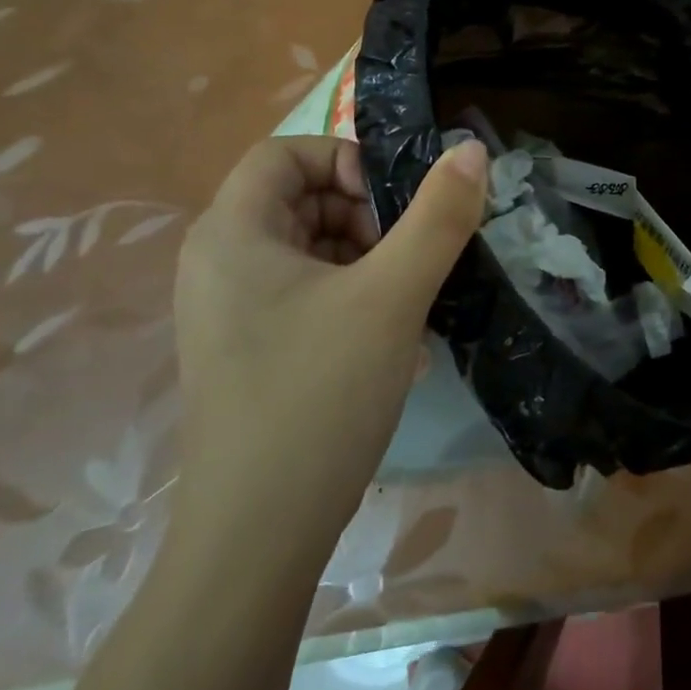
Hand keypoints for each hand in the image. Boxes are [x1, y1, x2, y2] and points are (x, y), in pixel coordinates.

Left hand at [169, 135, 487, 572]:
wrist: (257, 540)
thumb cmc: (319, 396)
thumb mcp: (393, 295)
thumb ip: (438, 216)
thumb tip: (472, 149)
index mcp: (231, 234)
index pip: (284, 153)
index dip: (344, 160)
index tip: (394, 203)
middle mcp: (218, 264)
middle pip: (299, 199)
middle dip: (364, 213)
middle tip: (408, 254)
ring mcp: (230, 312)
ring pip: (309, 248)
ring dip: (367, 257)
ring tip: (409, 298)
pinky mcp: (249, 350)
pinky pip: (306, 293)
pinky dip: (352, 295)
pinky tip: (393, 338)